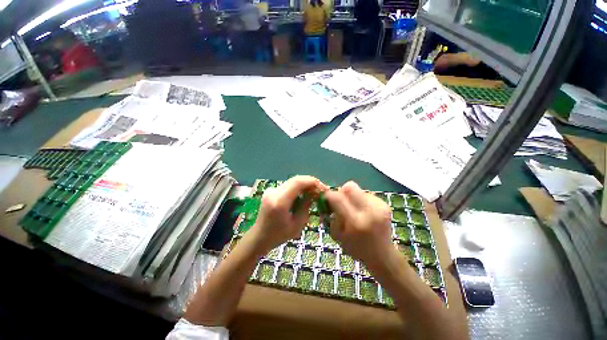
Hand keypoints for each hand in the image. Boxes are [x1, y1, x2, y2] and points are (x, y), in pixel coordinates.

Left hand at [248, 176, 326, 253]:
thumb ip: (306, 205)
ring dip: (305, 185)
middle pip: (296, 179)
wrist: (259, 237)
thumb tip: (314, 193)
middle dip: (311, 182)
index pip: (298, 182)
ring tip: (314, 193)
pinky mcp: (271, 190)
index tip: (324, 188)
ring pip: (292, 181)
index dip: (313, 182)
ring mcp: (271, 190)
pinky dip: (298, 188)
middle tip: (321, 190)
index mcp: (280, 201)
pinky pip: (288, 185)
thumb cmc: (279, 235)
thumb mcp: (297, 224)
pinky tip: (303, 195)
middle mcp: (274, 192)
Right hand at [325, 181, 392, 265]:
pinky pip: (367, 194)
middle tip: (341, 201)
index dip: (329, 195)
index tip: (326, 199)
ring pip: (358, 190)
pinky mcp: (385, 204)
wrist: (383, 255)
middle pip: (350, 186)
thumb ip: (331, 216)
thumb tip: (326, 200)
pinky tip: (364, 212)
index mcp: (355, 222)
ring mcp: (379, 206)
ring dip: (352, 197)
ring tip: (355, 210)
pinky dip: (361, 200)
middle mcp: (369, 211)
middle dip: (342, 191)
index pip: (337, 198)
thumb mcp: (337, 235)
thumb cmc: (356, 248)